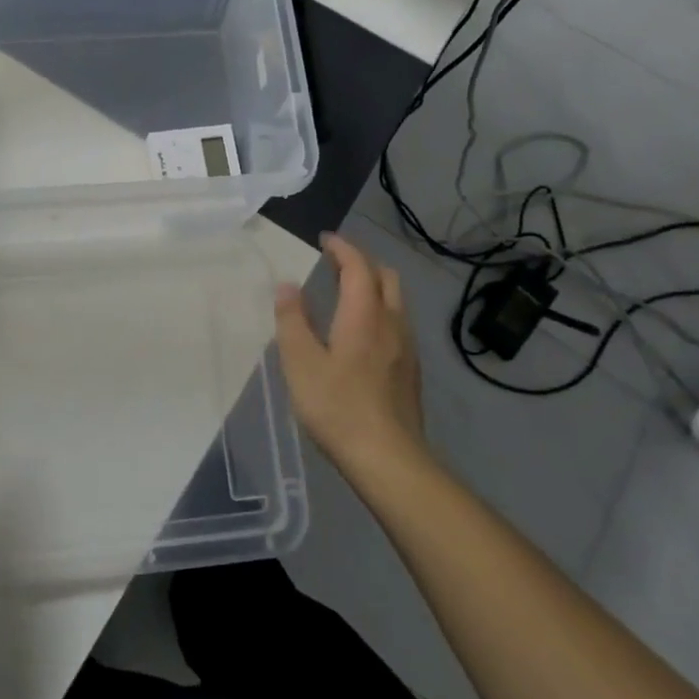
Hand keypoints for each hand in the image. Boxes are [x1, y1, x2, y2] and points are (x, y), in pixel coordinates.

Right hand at [274, 233, 425, 473]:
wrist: (389, 459)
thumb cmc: (337, 406)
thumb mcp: (300, 362)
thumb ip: (292, 320)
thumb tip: (287, 285)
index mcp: (365, 315)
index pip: (358, 266)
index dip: (342, 248)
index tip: (324, 239)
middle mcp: (392, 323)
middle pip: (385, 277)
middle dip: (361, 263)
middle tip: (334, 264)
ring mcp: (407, 348)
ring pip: (395, 301)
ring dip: (372, 287)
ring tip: (345, 294)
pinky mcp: (410, 371)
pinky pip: (397, 324)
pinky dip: (379, 311)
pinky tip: (361, 334)